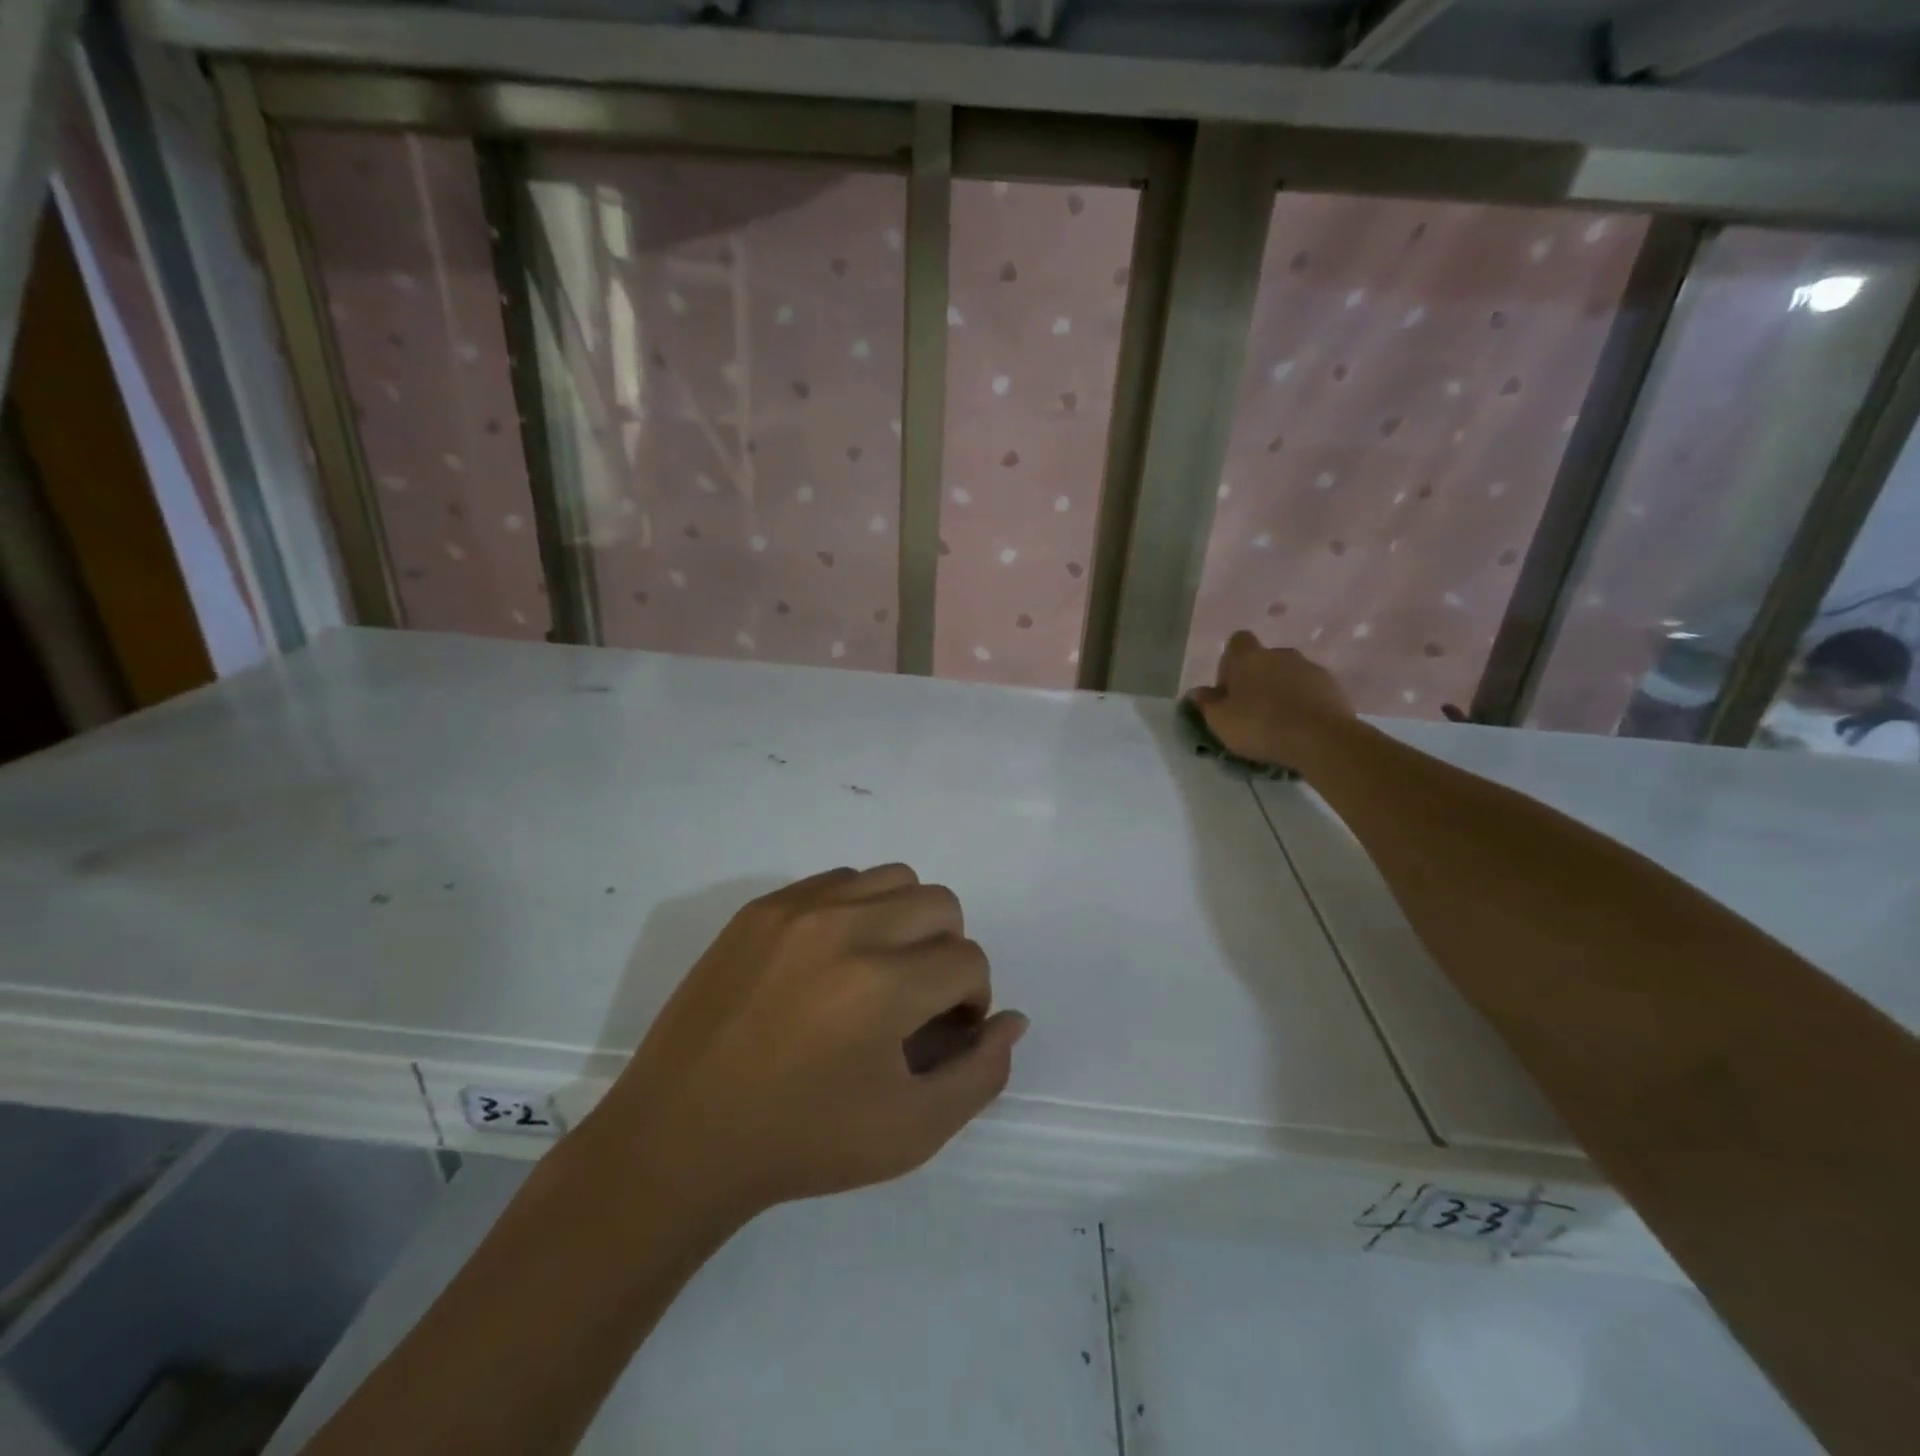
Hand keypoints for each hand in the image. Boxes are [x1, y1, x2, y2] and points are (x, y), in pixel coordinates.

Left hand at [584, 865, 1026, 1224]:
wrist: (681, 1136)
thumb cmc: (802, 1143)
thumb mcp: (911, 1132)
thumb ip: (979, 1074)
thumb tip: (1012, 1019)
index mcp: (881, 985)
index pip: (968, 961)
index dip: (969, 1001)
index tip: (941, 1035)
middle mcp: (843, 927)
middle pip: (940, 904)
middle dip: (947, 953)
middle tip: (916, 1003)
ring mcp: (796, 908)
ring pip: (894, 879)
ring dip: (906, 922)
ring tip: (878, 974)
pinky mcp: (761, 906)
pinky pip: (839, 880)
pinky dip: (858, 910)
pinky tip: (834, 961)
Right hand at [1191, 631, 1355, 766]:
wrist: (1320, 739)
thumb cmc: (1260, 726)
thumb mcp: (1221, 721)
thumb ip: (1206, 704)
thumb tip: (1197, 692)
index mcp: (1249, 658)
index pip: (1237, 641)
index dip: (1230, 662)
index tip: (1229, 688)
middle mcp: (1280, 654)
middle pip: (1264, 659)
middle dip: (1257, 679)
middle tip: (1252, 709)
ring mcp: (1310, 668)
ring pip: (1289, 674)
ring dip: (1282, 690)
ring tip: (1279, 721)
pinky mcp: (1333, 686)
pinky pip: (1311, 689)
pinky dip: (1304, 701)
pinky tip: (1300, 725)